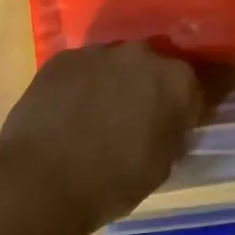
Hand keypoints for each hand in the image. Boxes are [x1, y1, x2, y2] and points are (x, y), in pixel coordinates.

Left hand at [0, 43, 201, 234]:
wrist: (40, 180)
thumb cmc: (112, 182)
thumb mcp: (162, 165)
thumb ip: (172, 133)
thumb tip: (168, 123)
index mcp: (176, 80)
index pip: (194, 87)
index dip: (187, 107)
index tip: (177, 125)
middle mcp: (141, 54)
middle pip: (154, 68)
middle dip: (150, 88)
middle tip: (136, 119)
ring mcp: (98, 52)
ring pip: (116, 64)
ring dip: (115, 83)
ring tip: (98, 116)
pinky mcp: (62, 58)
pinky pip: (83, 68)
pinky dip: (83, 84)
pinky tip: (70, 112)